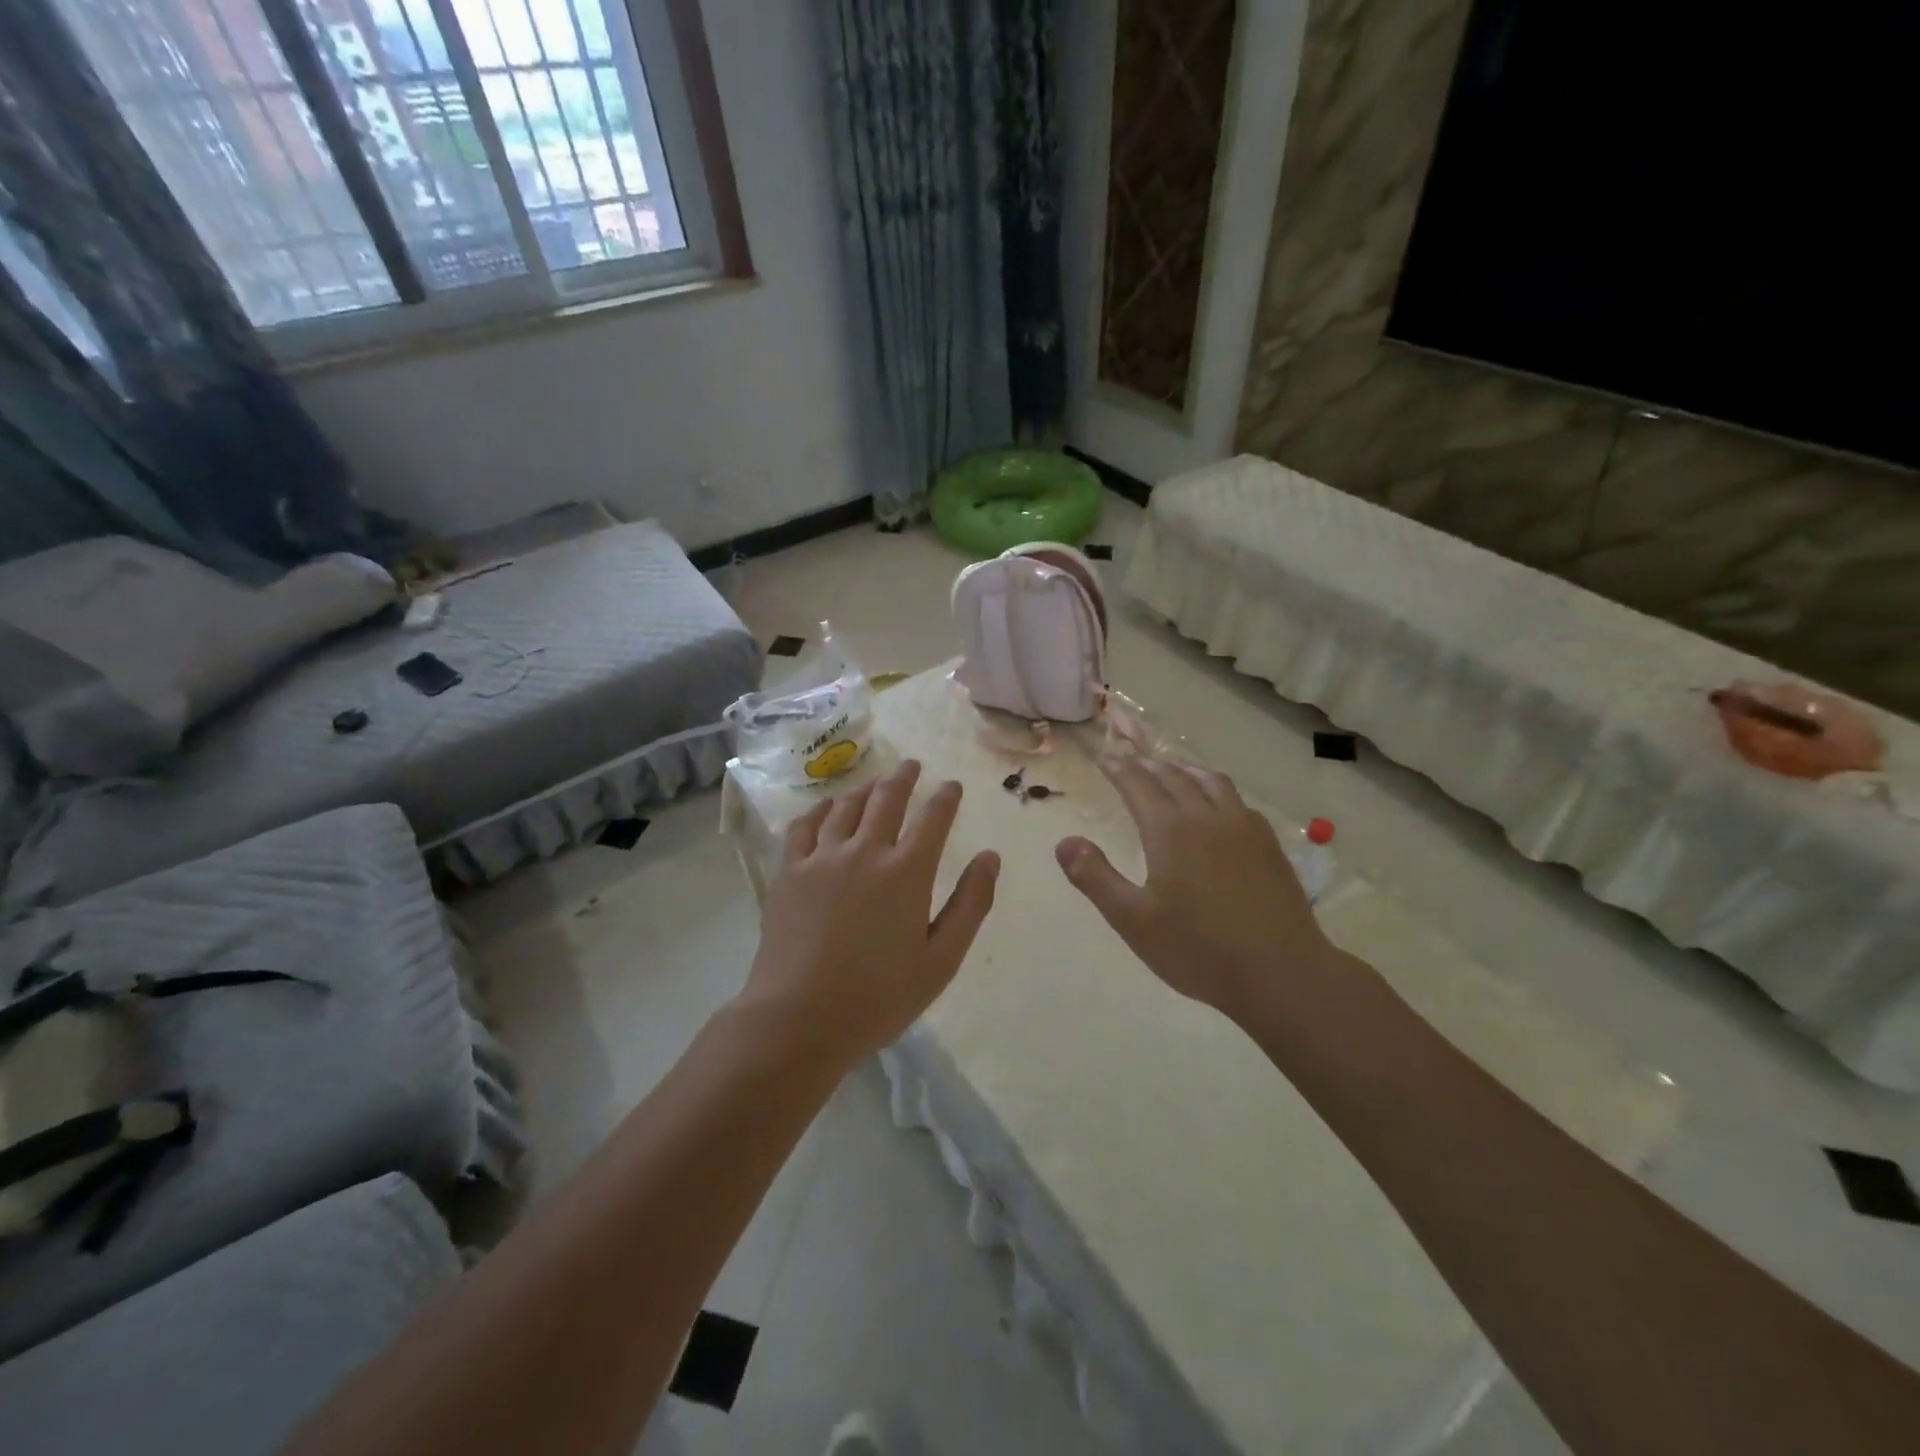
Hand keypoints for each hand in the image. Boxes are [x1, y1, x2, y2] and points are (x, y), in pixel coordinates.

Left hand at [743, 760, 998, 1065]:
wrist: (799, 1018)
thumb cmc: (879, 997)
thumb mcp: (941, 960)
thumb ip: (970, 904)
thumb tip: (990, 857)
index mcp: (907, 872)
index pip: (933, 818)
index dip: (945, 797)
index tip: (952, 785)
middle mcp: (865, 852)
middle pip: (887, 799)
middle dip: (904, 778)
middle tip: (913, 765)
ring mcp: (822, 858)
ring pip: (846, 807)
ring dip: (865, 789)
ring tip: (874, 783)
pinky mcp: (789, 872)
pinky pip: (803, 826)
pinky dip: (818, 810)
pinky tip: (825, 807)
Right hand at [1055, 756, 1336, 1024]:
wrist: (1281, 973)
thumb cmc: (1198, 949)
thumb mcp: (1133, 920)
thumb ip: (1095, 877)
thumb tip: (1064, 842)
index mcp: (1170, 830)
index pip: (1138, 785)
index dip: (1119, 769)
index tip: (1105, 758)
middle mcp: (1207, 817)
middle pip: (1174, 777)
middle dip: (1148, 765)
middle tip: (1131, 761)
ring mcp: (1244, 828)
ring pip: (1211, 781)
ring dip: (1186, 769)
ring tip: (1173, 769)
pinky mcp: (1269, 845)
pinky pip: (1238, 801)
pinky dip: (1217, 790)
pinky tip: (1219, 806)